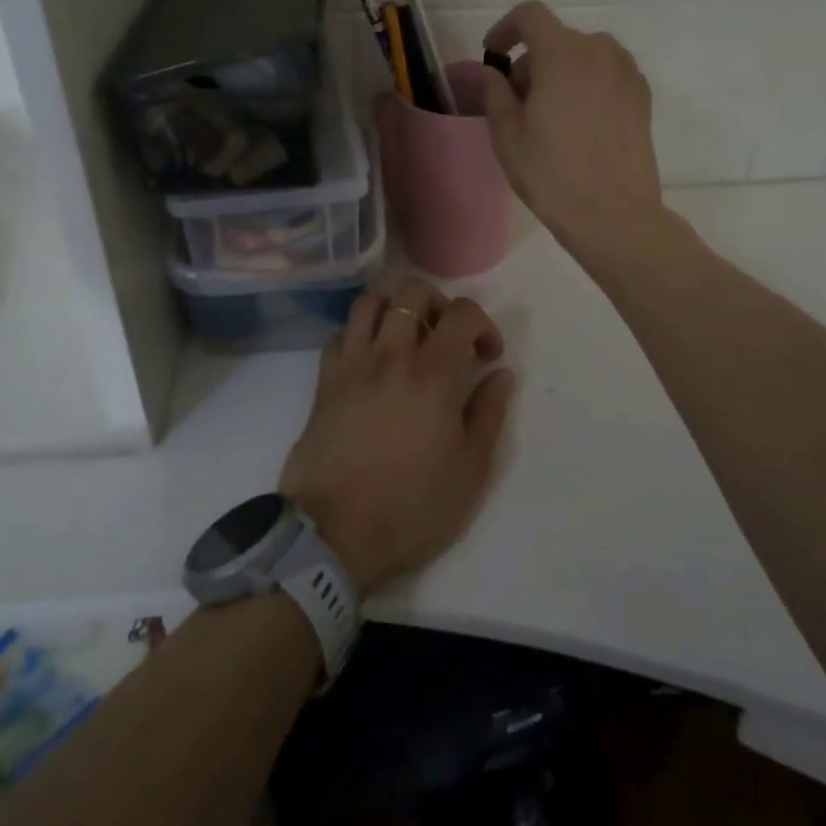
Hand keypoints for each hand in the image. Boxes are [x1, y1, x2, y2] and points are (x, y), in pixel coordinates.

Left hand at [279, 278, 515, 596]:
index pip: (463, 312)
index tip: (487, 356)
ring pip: (371, 302)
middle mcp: (392, 354)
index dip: (483, 325)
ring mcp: (353, 363)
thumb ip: (488, 413)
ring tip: (407, 338)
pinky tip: (371, 360)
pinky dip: (360, 333)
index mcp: (434, 373)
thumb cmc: (412, 506)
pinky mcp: (325, 380)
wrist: (334, 533)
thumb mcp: (470, 470)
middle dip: (439, 304)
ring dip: (395, 308)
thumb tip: (500, 375)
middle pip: (413, 292)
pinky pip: (341, 333)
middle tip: (447, 339)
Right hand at [480, 1, 664, 255]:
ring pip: (584, 55)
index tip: (493, 55)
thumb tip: (493, 73)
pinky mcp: (642, 96)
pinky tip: (579, 122)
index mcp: (563, 55)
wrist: (614, 215)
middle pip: (557, 38)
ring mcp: (627, 73)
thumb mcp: (508, 136)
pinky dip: (587, 83)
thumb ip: (495, 93)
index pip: (530, 15)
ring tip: (550, 113)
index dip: (505, 29)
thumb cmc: (553, 175)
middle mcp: (600, 52)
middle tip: (518, 102)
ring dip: (561, 70)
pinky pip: (607, 73)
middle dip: (532, 61)